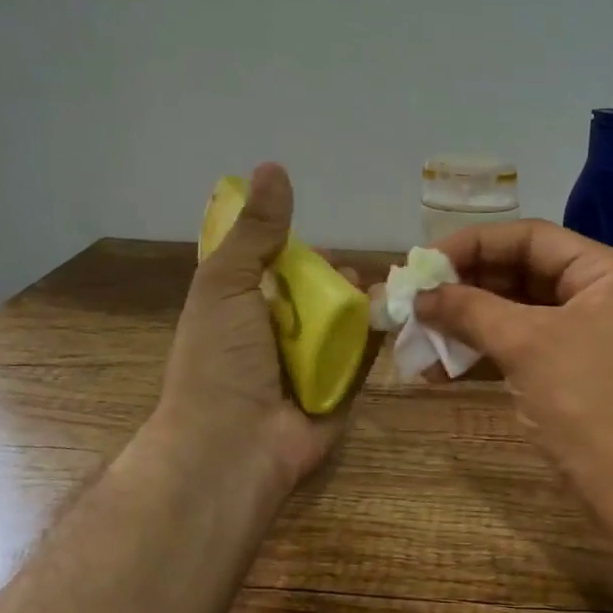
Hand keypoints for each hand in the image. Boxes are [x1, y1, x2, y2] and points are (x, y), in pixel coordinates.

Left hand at [156, 163, 364, 497]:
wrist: (232, 446)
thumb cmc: (220, 360)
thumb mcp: (226, 284)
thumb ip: (254, 232)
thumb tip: (272, 166)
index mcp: (241, 312)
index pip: (275, 273)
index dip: (298, 255)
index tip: (318, 246)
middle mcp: (274, 339)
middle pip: (315, 298)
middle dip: (337, 282)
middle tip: (351, 276)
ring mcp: (308, 370)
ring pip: (343, 327)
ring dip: (361, 308)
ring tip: (378, 294)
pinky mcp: (339, 395)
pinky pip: (363, 361)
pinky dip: (376, 340)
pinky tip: (393, 319)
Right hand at [415, 220, 612, 529]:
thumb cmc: (591, 405)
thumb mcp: (527, 346)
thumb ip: (470, 310)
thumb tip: (420, 294)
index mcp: (603, 272)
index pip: (529, 237)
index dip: (472, 245)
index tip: (422, 264)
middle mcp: (597, 295)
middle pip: (520, 274)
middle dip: (464, 288)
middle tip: (414, 301)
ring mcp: (585, 337)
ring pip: (515, 314)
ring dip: (466, 324)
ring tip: (417, 337)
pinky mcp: (571, 375)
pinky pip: (520, 349)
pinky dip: (482, 354)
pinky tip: (440, 369)